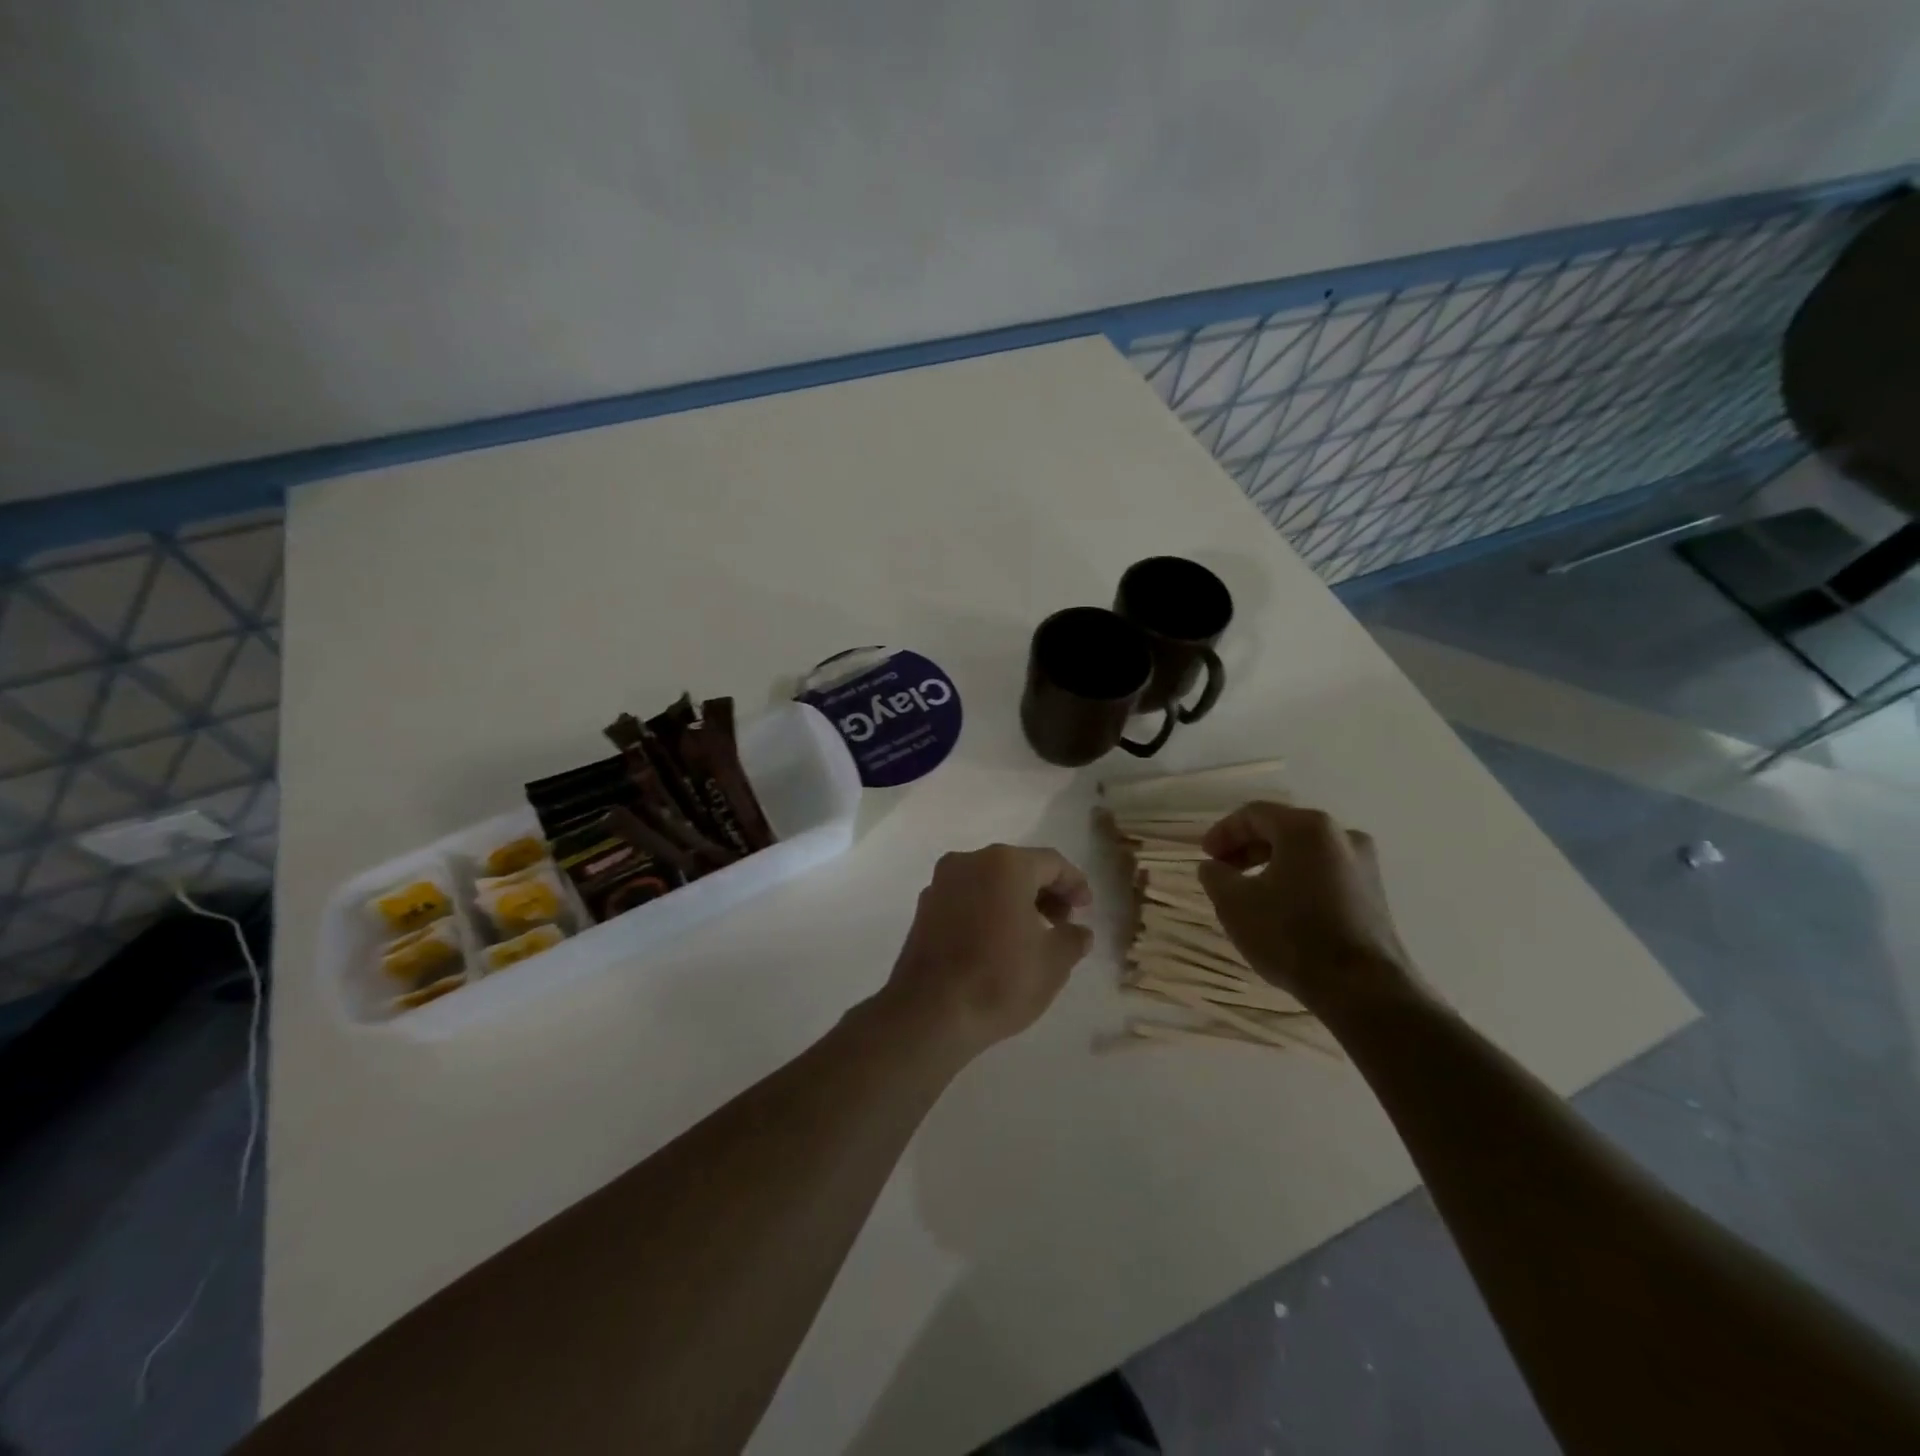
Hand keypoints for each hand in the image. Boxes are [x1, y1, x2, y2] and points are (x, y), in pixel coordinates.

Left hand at [877, 845, 1094, 1059]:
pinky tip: (997, 943)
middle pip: (1018, 867)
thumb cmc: (1000, 979)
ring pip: (989, 882)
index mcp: (1004, 864)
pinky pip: (966, 898)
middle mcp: (969, 862)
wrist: (929, 1013)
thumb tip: (1077, 932)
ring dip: (1015, 901)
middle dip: (1044, 892)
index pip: (1051, 863)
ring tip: (1031, 937)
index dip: (1074, 884)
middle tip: (1062, 924)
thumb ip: (1073, 938)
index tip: (1086, 909)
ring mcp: (940, 883)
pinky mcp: (924, 908)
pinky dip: (987, 910)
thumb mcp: (1054, 962)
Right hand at [1196, 802, 1421, 1014]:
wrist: (1363, 989)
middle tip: (1223, 872)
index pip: (1254, 814)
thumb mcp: (1234, 904)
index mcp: (1307, 828)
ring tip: (1249, 893)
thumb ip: (1216, 876)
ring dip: (1271, 865)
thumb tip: (1214, 867)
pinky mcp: (1374, 894)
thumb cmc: (1291, 935)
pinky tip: (1282, 909)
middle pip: (1282, 829)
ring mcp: (1364, 865)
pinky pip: (1325, 873)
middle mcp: (1341, 835)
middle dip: (1247, 848)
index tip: (1205, 857)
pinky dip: (1297, 881)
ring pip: (1305, 853)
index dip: (1223, 832)